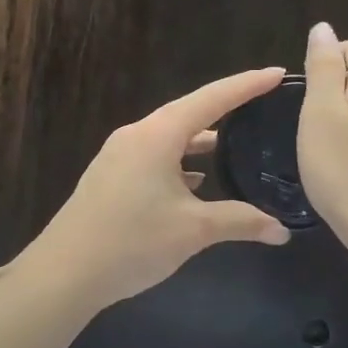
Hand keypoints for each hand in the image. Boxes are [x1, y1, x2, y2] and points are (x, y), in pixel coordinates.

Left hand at [23, 68, 293, 308]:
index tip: (278, 72)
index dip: (248, 84)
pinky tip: (195, 181)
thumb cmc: (132, 242)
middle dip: (227, 109)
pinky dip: (180, 161)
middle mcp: (137, 136)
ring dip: (201, 140)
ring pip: (170, 137)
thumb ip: (241, 222)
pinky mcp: (110, 177)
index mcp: (158, 135)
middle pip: (189, 112)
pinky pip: (154, 156)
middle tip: (261, 103)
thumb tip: (283, 231)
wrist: (64, 274)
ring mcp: (119, 156)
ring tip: (234, 145)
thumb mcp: (193, 230)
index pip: (212, 99)